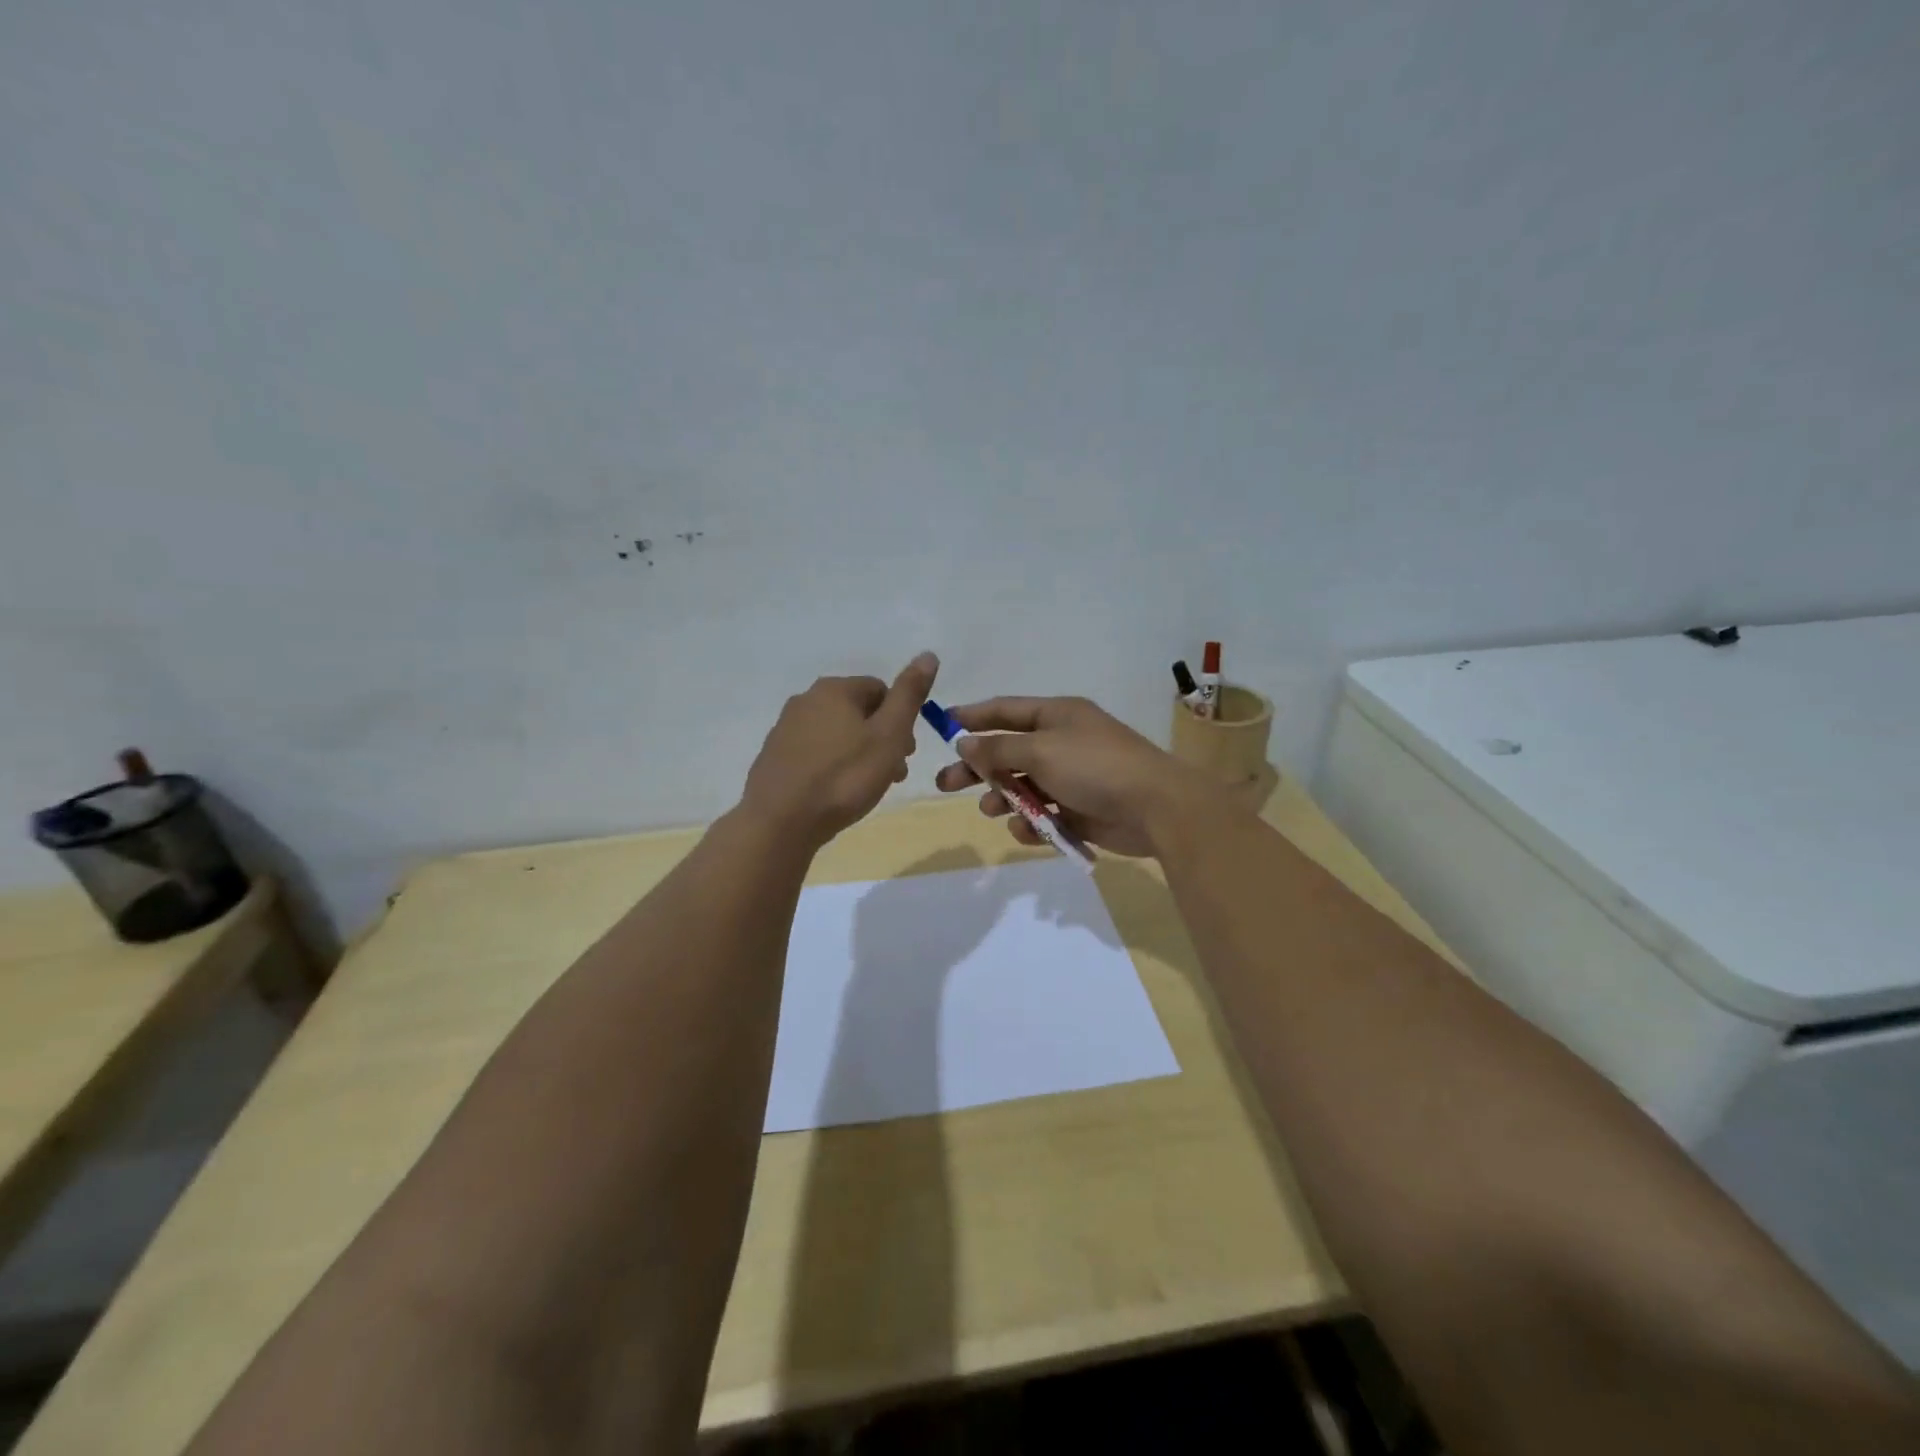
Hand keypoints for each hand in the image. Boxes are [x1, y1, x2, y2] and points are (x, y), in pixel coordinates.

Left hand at [741, 653, 937, 848]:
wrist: (780, 821)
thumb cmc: (844, 777)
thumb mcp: (889, 735)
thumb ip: (909, 695)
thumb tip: (928, 654)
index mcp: (834, 689)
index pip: (881, 690)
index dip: (901, 720)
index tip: (906, 753)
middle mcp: (806, 700)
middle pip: (858, 712)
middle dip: (881, 739)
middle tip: (892, 774)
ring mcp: (785, 728)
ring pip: (837, 734)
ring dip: (859, 754)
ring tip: (867, 788)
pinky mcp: (774, 757)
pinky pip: (815, 753)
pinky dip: (832, 766)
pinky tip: (837, 793)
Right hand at [933, 695, 1220, 857]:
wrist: (1155, 808)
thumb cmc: (1094, 767)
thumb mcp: (1041, 750)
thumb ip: (999, 749)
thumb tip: (964, 743)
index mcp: (1057, 716)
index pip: (1006, 710)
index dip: (974, 716)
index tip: (943, 724)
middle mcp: (1062, 743)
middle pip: (1008, 752)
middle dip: (977, 769)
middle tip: (944, 784)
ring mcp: (1071, 778)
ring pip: (1023, 787)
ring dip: (1003, 798)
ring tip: (990, 810)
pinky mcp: (1079, 810)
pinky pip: (1044, 814)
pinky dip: (1031, 822)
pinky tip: (1028, 831)